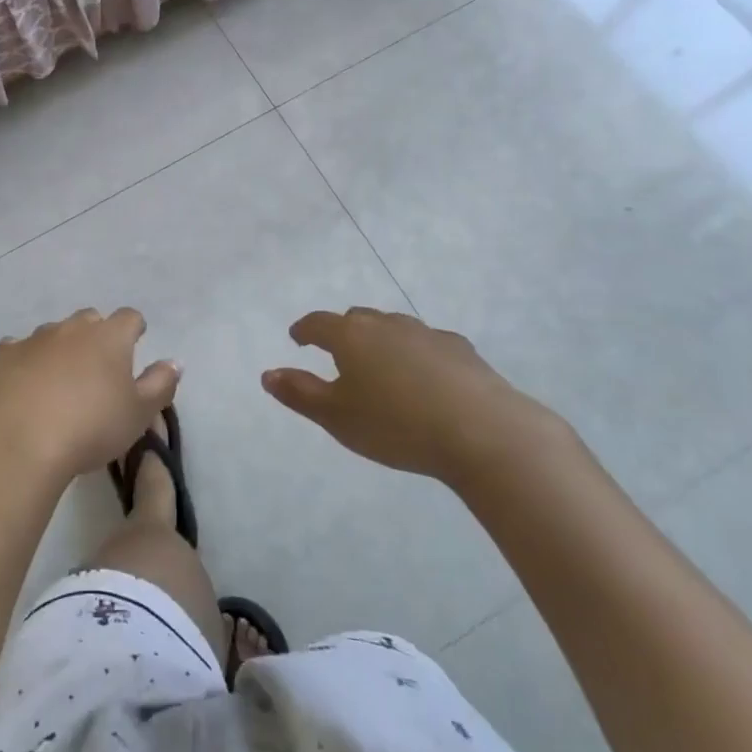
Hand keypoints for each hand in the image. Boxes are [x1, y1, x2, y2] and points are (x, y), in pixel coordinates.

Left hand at [0, 308, 179, 484]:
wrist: (21, 441)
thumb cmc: (91, 427)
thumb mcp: (139, 414)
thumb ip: (161, 384)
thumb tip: (174, 362)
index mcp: (110, 337)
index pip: (129, 317)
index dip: (134, 330)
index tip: (134, 345)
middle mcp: (72, 328)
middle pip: (90, 319)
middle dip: (96, 335)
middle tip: (98, 368)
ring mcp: (35, 338)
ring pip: (54, 333)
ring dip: (61, 348)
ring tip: (60, 381)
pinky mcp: (4, 356)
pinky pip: (18, 349)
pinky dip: (25, 361)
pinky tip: (24, 383)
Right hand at [264, 308, 568, 489]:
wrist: (483, 432)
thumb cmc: (396, 425)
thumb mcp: (337, 417)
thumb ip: (299, 393)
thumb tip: (267, 373)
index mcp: (350, 336)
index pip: (317, 323)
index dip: (304, 330)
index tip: (297, 338)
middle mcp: (385, 324)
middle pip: (356, 319)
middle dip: (342, 332)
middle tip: (337, 354)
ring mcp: (426, 333)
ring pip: (392, 328)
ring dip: (380, 341)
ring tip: (380, 368)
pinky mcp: (460, 349)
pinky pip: (427, 344)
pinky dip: (416, 354)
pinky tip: (425, 379)